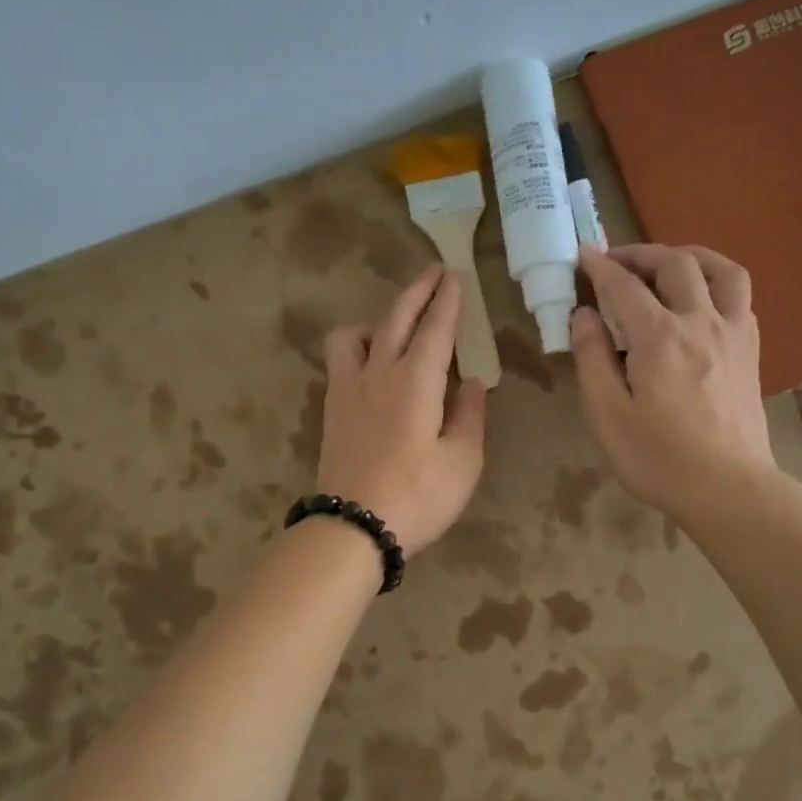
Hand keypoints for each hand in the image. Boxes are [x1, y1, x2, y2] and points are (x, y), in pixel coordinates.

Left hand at [314, 266, 486, 554]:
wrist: (353, 527)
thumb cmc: (418, 496)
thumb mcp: (463, 461)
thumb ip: (469, 415)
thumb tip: (470, 382)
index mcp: (416, 381)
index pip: (435, 328)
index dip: (448, 301)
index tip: (455, 276)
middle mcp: (378, 373)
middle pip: (395, 317)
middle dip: (418, 291)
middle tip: (434, 273)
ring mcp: (348, 389)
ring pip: (355, 334)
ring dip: (379, 319)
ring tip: (397, 329)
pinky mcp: (331, 409)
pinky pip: (341, 359)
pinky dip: (359, 346)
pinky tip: (373, 365)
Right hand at [571, 244, 780, 523]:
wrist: (727, 489)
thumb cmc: (657, 458)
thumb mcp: (607, 415)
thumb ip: (592, 358)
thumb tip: (584, 315)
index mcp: (659, 336)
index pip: (624, 286)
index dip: (600, 267)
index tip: (583, 254)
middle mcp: (700, 321)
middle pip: (675, 264)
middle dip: (642, 254)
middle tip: (617, 263)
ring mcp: (733, 333)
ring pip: (721, 269)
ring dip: (690, 257)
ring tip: (667, 266)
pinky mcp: (751, 351)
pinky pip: (740, 297)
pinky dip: (716, 284)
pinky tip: (700, 302)